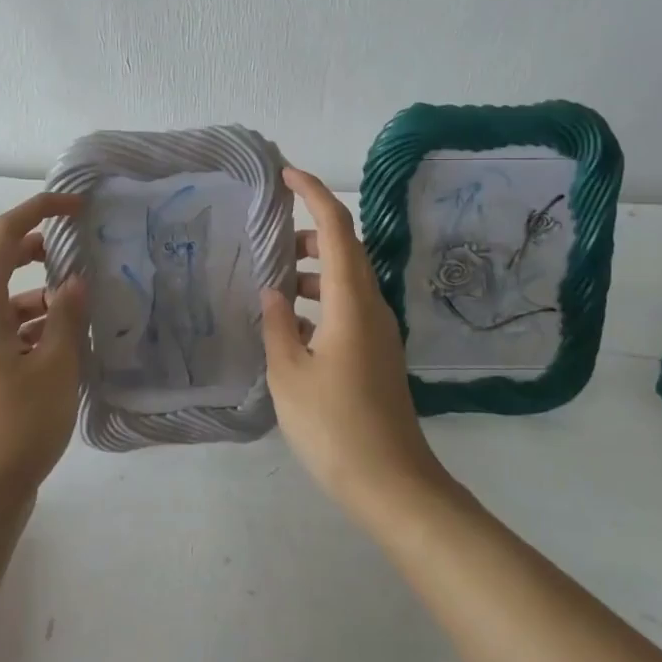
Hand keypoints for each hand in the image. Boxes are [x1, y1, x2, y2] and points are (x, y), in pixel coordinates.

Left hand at [0, 192, 88, 511]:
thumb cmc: (18, 425)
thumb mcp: (56, 366)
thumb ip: (67, 315)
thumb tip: (75, 281)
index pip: (3, 237)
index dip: (37, 210)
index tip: (75, 206)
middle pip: (0, 265)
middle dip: (39, 250)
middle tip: (80, 250)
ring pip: (9, 302)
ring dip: (44, 296)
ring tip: (85, 308)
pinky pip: (11, 332)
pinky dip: (38, 327)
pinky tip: (70, 347)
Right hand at [262, 167, 450, 519]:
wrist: (393, 485)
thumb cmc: (335, 426)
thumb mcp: (290, 374)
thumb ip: (278, 325)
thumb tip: (274, 292)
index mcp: (352, 302)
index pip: (337, 228)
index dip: (313, 194)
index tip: (285, 175)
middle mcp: (371, 307)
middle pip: (345, 249)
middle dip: (308, 233)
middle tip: (268, 238)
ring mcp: (378, 332)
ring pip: (346, 280)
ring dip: (312, 271)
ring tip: (272, 281)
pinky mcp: (376, 355)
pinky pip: (347, 308)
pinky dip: (319, 301)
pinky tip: (290, 325)